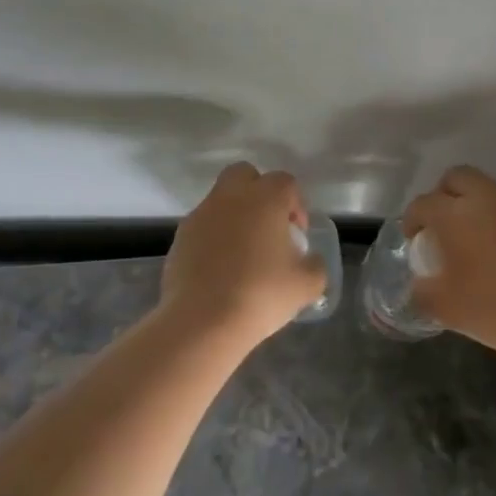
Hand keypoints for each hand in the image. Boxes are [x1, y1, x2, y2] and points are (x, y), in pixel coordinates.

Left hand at [160, 163, 328, 345]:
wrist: (202, 320)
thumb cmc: (261, 294)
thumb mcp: (306, 285)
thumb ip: (315, 265)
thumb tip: (309, 260)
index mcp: (264, 198)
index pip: (285, 182)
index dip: (296, 205)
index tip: (297, 235)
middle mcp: (230, 197)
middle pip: (245, 174)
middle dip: (259, 193)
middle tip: (268, 227)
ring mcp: (200, 215)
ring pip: (221, 200)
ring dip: (234, 217)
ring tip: (243, 255)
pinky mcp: (180, 237)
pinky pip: (203, 226)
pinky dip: (214, 238)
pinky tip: (221, 269)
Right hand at [403, 166, 495, 358]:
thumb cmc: (491, 306)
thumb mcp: (442, 306)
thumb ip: (420, 292)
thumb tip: (417, 286)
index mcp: (453, 213)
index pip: (422, 204)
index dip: (411, 220)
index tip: (411, 241)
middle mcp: (482, 201)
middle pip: (456, 178)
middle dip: (441, 195)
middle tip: (437, 226)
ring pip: (482, 190)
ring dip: (467, 205)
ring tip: (461, 239)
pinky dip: (488, 219)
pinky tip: (486, 250)